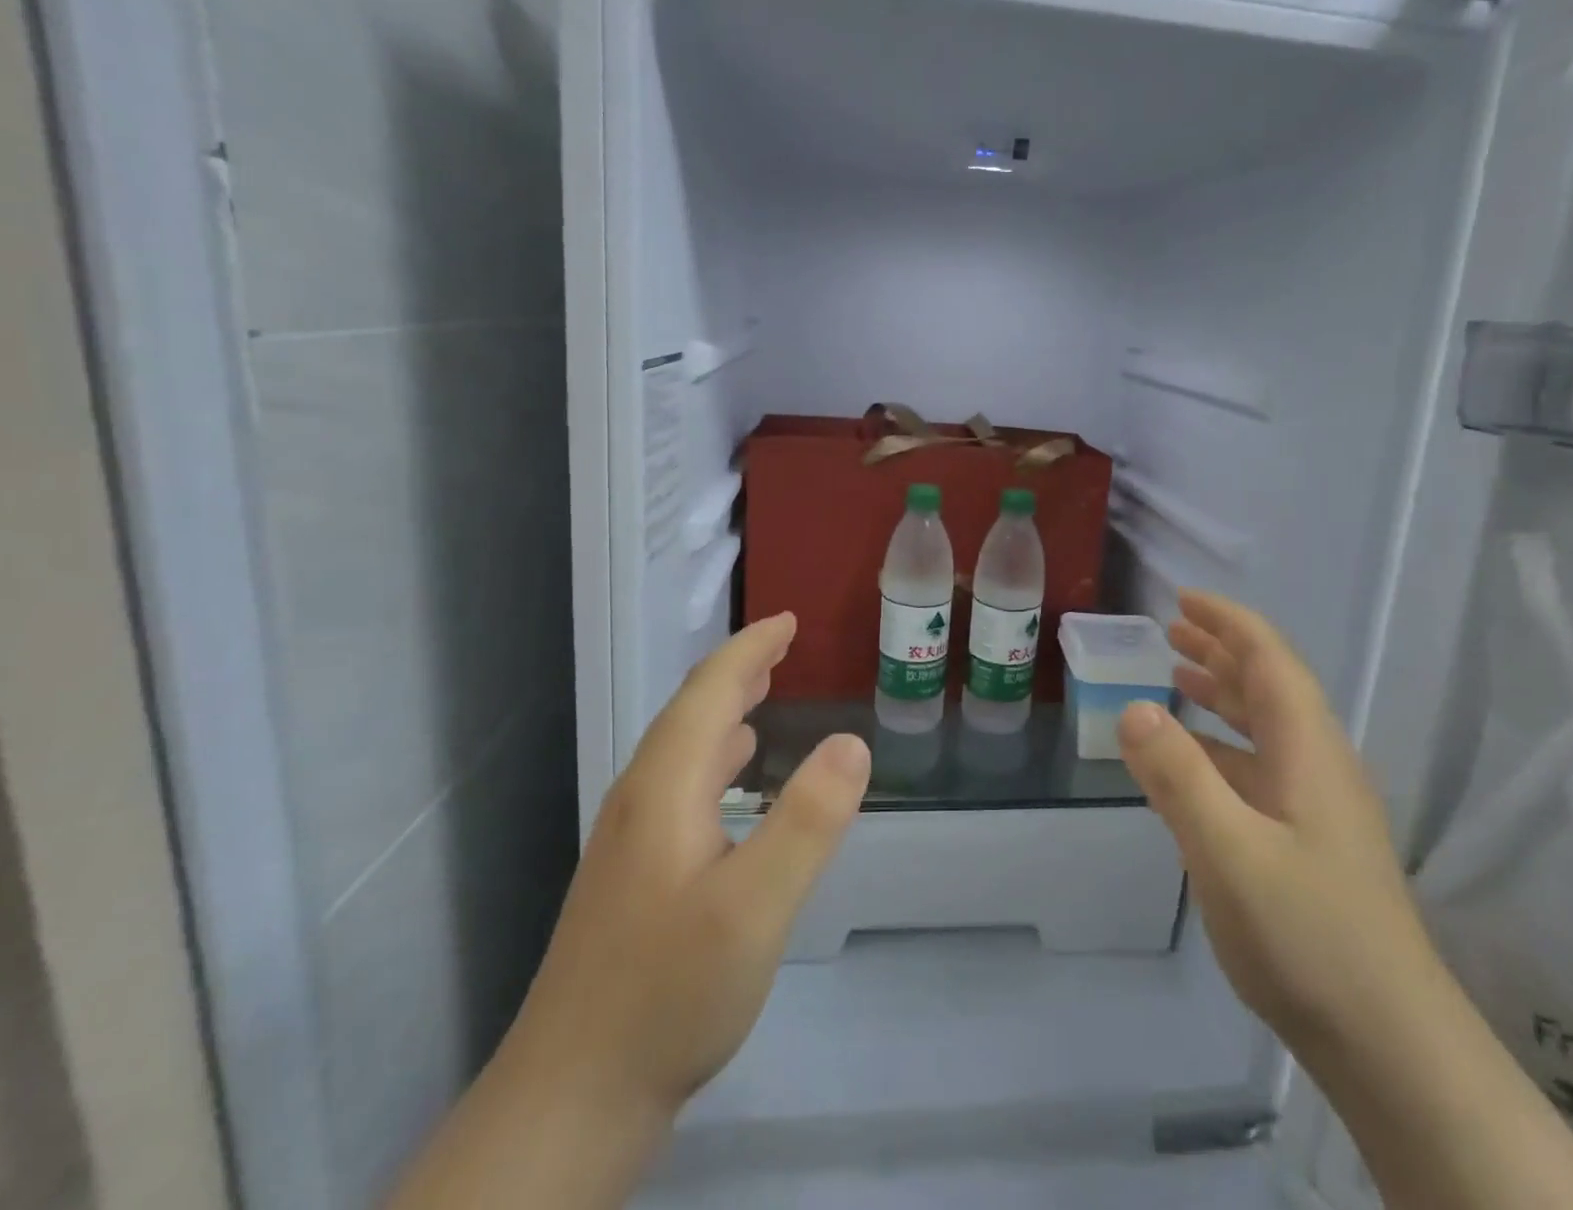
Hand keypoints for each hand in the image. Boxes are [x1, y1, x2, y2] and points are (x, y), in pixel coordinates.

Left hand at [511, 611, 870, 1119]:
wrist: (571, 1100)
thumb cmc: (669, 993)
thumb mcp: (755, 907)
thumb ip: (808, 821)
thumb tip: (852, 741)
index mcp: (665, 787)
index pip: (709, 691)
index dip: (750, 649)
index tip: (788, 621)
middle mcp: (641, 799)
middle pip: (690, 712)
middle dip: (738, 670)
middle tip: (782, 643)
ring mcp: (631, 840)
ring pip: (683, 749)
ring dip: (724, 709)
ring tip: (763, 692)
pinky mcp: (634, 876)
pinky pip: (682, 783)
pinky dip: (716, 755)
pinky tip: (735, 778)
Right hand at [1116, 591, 1437, 1057]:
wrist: (1390, 1045)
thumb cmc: (1309, 936)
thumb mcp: (1229, 853)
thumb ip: (1179, 777)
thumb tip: (1133, 707)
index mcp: (1308, 752)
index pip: (1270, 662)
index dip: (1229, 624)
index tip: (1184, 600)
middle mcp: (1317, 767)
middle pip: (1270, 687)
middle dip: (1223, 651)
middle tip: (1173, 630)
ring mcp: (1317, 808)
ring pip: (1266, 729)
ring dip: (1224, 695)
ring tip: (1179, 676)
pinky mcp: (1309, 844)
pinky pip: (1259, 769)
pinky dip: (1223, 746)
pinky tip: (1195, 762)